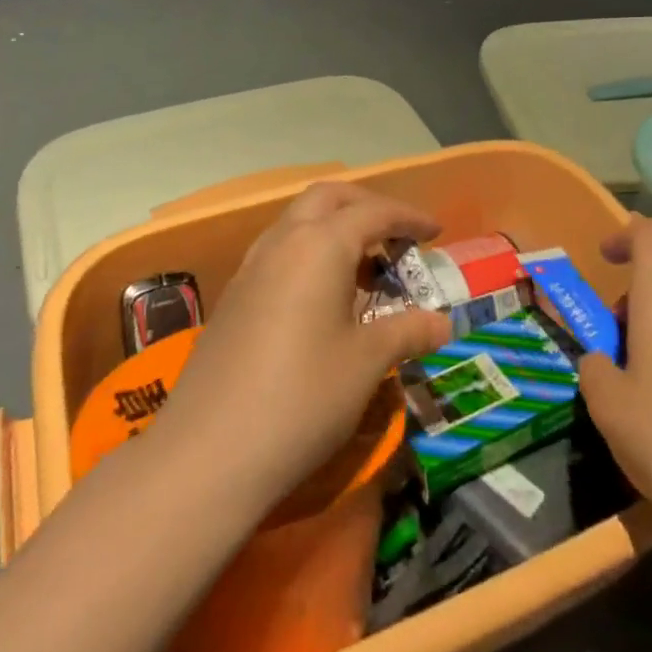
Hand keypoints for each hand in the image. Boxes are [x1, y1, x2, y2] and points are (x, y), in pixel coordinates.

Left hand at [155, 182, 452, 512]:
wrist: (208, 453)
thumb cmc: (302, 398)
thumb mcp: (366, 364)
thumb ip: (407, 332)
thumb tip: (443, 323)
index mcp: (320, 245)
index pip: (373, 212)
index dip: (409, 217)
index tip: (436, 232)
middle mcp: (282, 242)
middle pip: (328, 198)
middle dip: (366, 205)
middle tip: (397, 235)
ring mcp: (251, 267)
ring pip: (298, 221)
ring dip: (334, 228)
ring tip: (364, 268)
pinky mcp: (233, 297)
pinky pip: (279, 252)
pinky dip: (309, 254)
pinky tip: (322, 298)